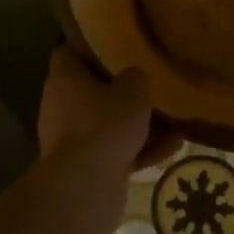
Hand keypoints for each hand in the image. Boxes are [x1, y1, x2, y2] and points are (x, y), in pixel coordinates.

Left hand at [37, 47, 184, 169]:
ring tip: (173, 125)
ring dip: (138, 127)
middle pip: (91, 92)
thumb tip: (133, 78)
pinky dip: (139, 151)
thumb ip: (135, 77)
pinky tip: (171, 149)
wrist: (86, 187)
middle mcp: (60, 107)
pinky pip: (114, 152)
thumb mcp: (133, 89)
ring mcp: (70, 141)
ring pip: (107, 126)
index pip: (67, 53)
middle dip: (121, 93)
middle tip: (147, 87)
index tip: (112, 46)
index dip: (88, 48)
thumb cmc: (105, 124)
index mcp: (63, 80)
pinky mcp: (83, 169)